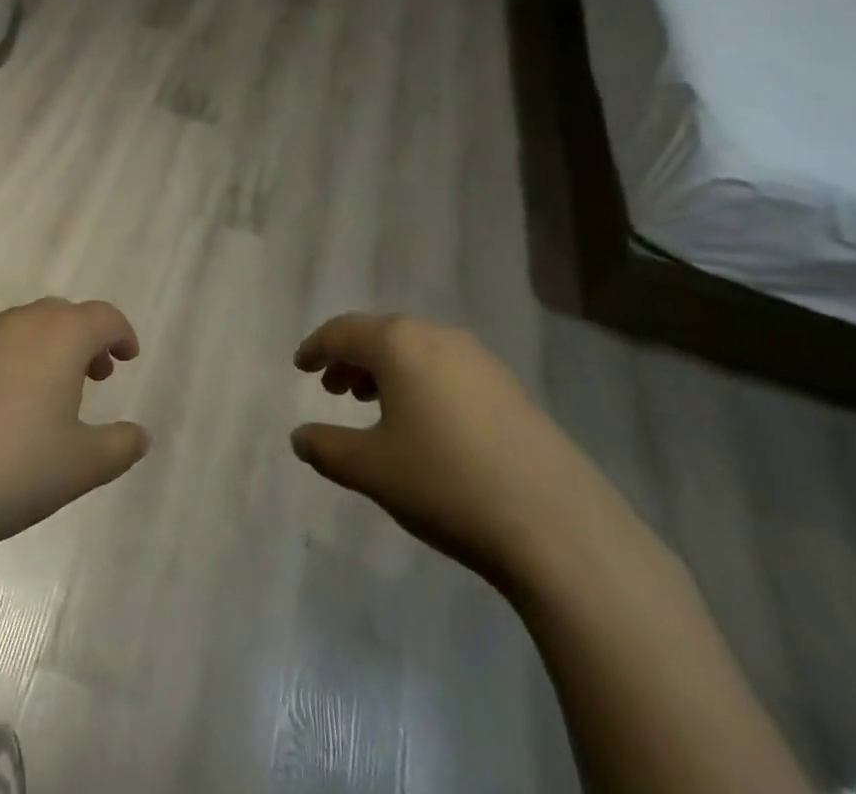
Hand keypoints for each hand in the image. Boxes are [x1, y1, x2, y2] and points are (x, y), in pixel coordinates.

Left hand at [0, 298, 150, 557]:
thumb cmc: (14, 467)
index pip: (102, 317)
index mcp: (60, 335)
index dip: (121, 333)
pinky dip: (14, 363)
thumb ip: (119, 446)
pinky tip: (6, 410)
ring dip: (48, 349)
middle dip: (85, 339)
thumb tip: (140, 436)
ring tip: (52, 395)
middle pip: (62, 315)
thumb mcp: (81, 465)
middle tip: (96, 375)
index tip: (129, 356)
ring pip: (25, 329)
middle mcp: (19, 325)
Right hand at [291, 313, 618, 591]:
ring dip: (385, 370)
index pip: (343, 331)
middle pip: (381, 334)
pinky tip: (422, 423)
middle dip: (351, 358)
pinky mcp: (508, 387)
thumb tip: (299, 437)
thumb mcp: (372, 469)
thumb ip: (327, 448)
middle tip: (331, 388)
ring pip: (416, 350)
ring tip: (371, 404)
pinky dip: (419, 382)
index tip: (299, 365)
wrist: (556, 524)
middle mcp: (438, 337)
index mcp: (399, 343)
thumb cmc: (445, 483)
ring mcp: (479, 360)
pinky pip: (446, 368)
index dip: (316, 347)